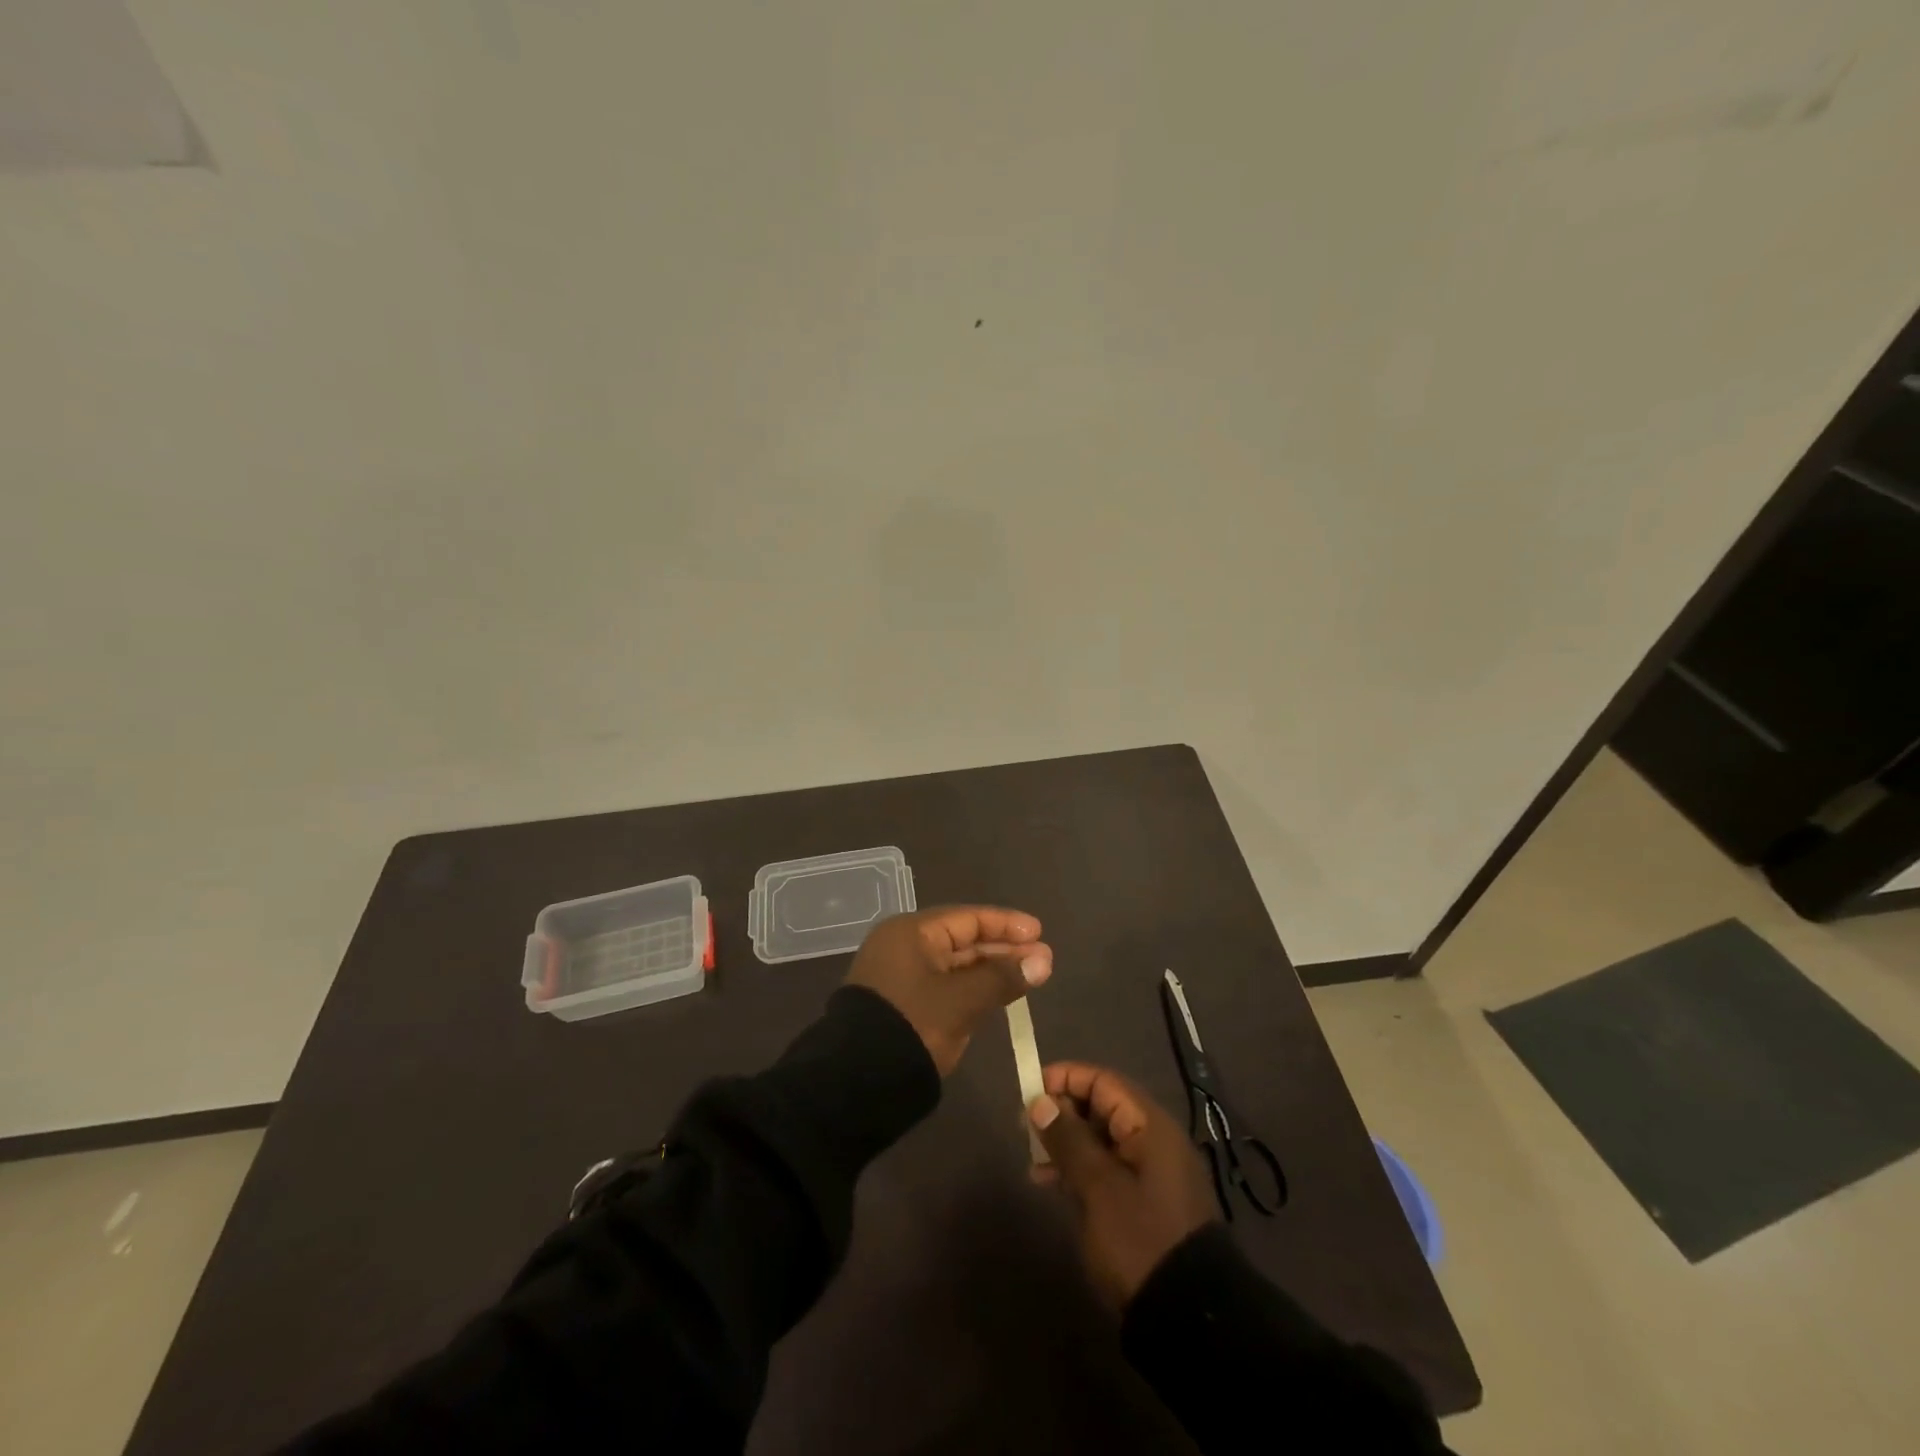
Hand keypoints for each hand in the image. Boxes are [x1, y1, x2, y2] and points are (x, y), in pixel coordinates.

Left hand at [847, 906, 1051, 1075]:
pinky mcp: (903, 1004)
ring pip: (956, 965)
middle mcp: (903, 947)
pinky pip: (946, 986)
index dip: (1006, 925)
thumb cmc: (912, 1026)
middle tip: (1043, 960)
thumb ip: (1002, 977)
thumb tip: (1043, 961)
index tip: (1040, 933)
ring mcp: (901, 977)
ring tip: (1030, 976)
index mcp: (911, 933)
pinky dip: (973, 989)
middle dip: (1003, 950)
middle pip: (962, 940)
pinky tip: (999, 995)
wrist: (857, 1082)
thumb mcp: (961, 1000)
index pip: (967, 918)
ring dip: (991, 970)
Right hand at [1029, 1062, 1217, 1305]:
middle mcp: (1152, 1140)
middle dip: (1062, 1112)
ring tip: (1033, 1161)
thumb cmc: (1141, 1239)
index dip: (1065, 1078)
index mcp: (1149, 1125)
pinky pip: (1106, 1168)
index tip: (1029, 1091)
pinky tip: (1050, 1184)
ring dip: (1066, 1143)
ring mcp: (1150, 1172)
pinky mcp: (1144, 1202)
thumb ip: (1068, 1140)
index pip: (1103, 1082)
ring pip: (1100, 1139)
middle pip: (1101, 1107)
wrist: (1189, 1319)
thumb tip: (1040, 1101)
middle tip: (1026, 1128)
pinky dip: (1078, 1169)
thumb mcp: (1099, 1188)